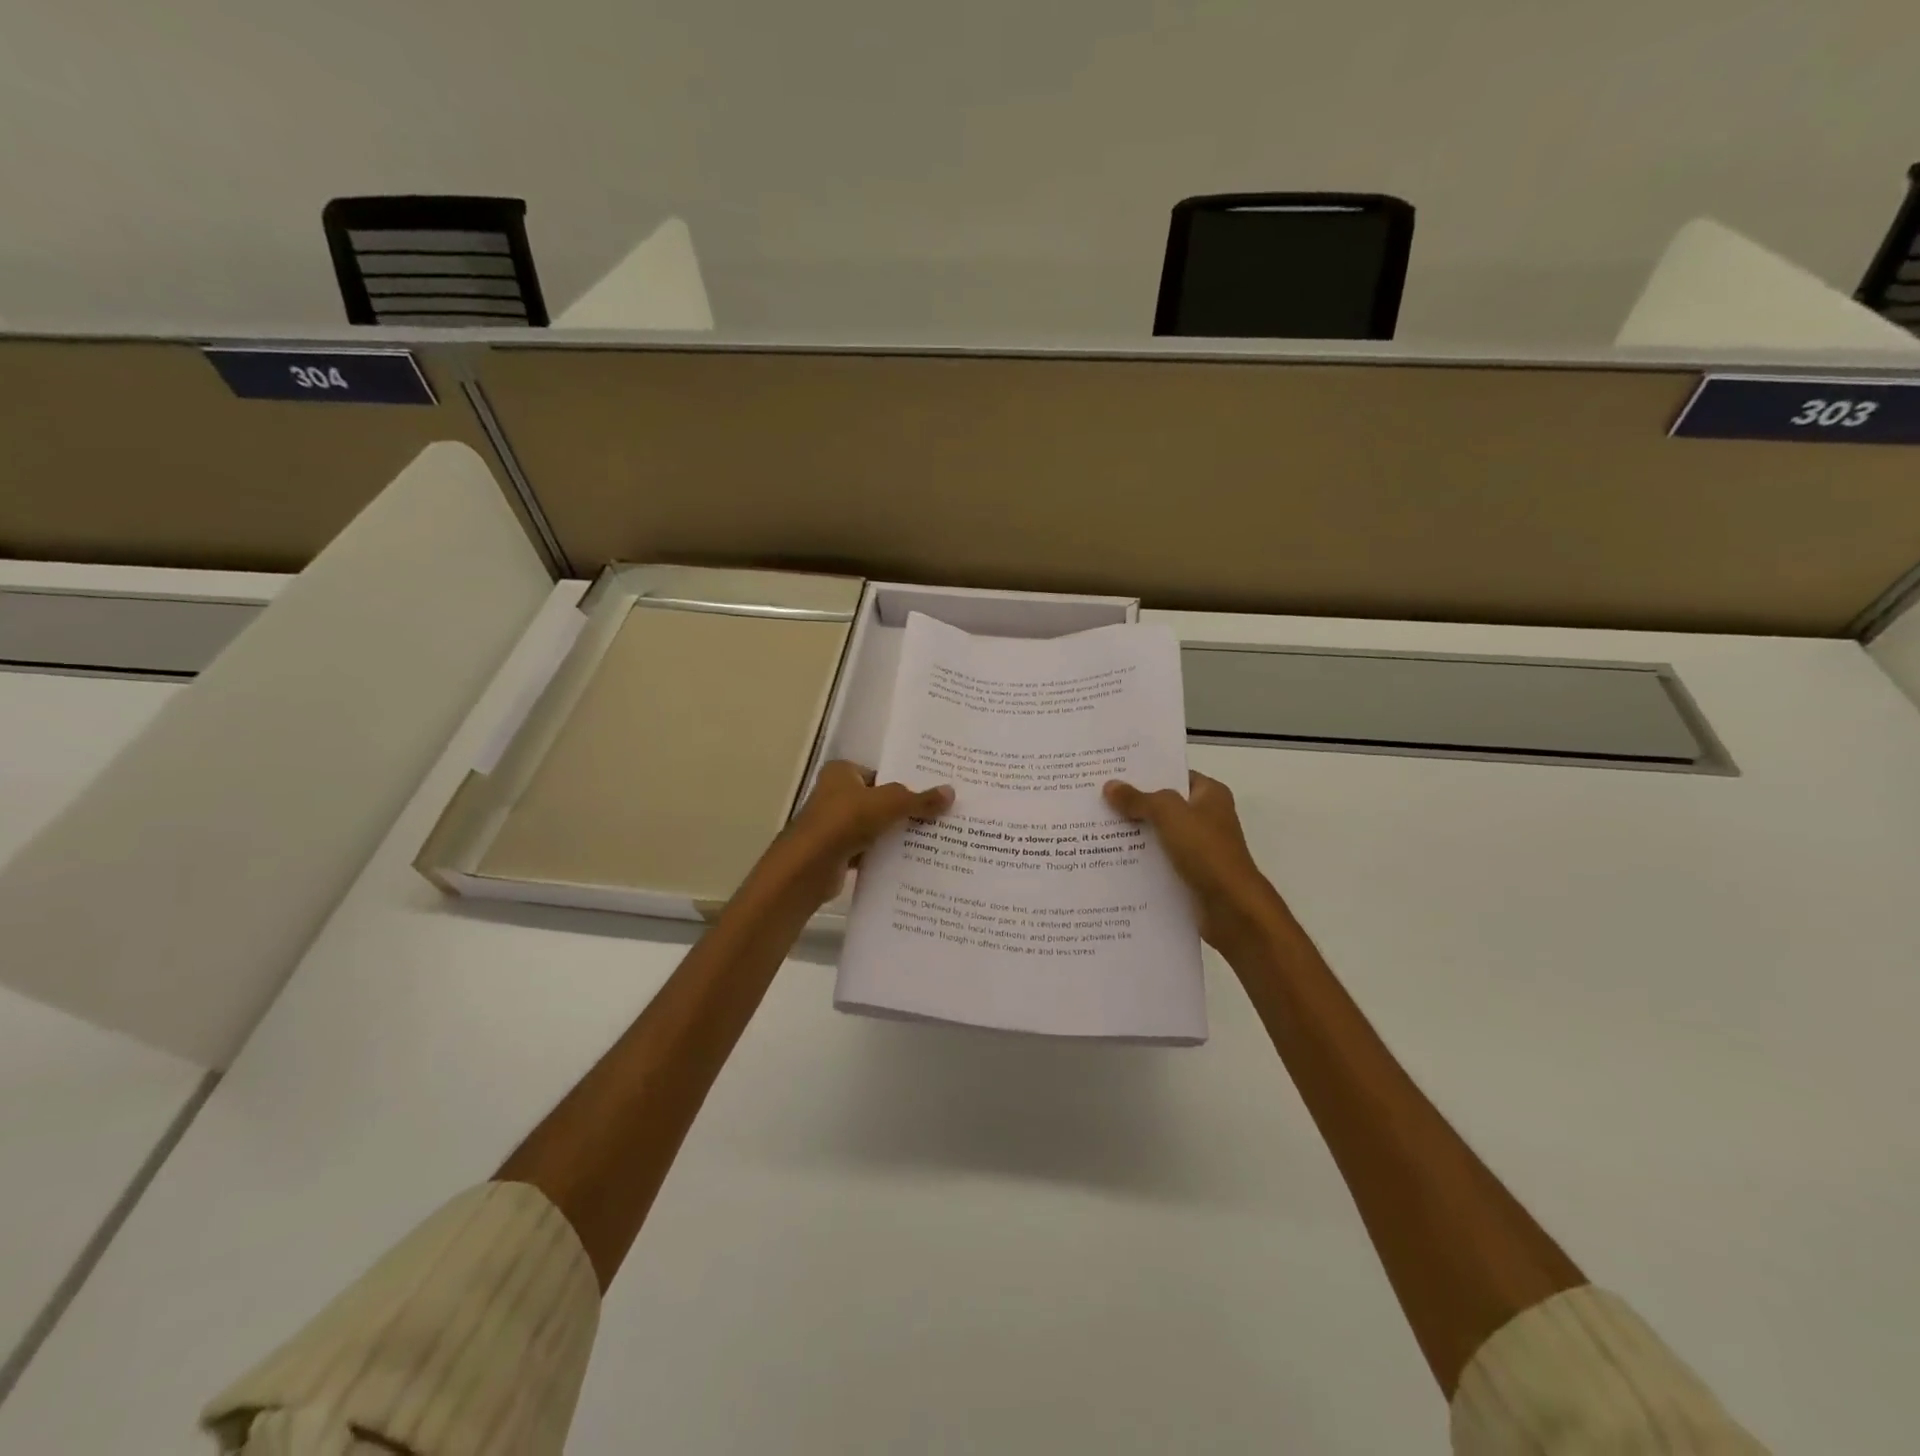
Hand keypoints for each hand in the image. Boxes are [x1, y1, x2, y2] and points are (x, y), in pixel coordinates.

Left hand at [772, 760, 953, 905]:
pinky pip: (868, 850)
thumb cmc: (845, 821)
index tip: (932, 793)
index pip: (881, 774)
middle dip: (904, 810)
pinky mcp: (836, 852)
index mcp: (842, 773)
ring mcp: (834, 825)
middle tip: (939, 816)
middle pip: (879, 800)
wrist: (809, 867)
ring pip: (875, 827)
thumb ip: (919, 799)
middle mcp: (835, 794)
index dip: (905, 783)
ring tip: (932, 838)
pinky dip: (884, 855)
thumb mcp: (889, 804)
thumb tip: (951, 792)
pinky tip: (910, 861)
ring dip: (896, 834)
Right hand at [1104, 772, 1289, 951]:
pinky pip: (1159, 861)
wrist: (1232, 908)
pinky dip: (1139, 861)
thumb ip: (1139, 799)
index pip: (1174, 775)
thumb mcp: (1169, 815)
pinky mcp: (1189, 874)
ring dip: (1132, 835)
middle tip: (1095, 799)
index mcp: (1210, 795)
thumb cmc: (1206, 851)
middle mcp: (1206, 818)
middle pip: (1163, 806)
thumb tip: (1110, 786)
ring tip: (1095, 829)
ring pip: (1158, 835)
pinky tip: (1110, 860)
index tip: (1113, 773)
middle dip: (1133, 804)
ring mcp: (1198, 848)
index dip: (1146, 773)